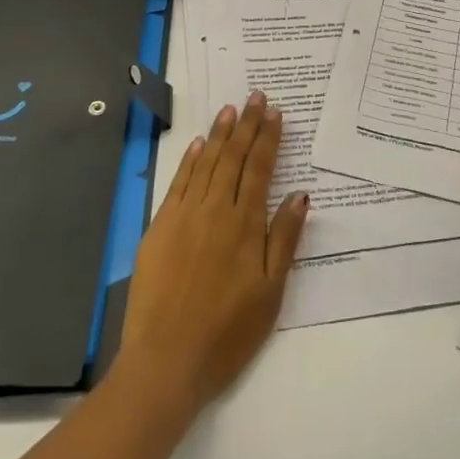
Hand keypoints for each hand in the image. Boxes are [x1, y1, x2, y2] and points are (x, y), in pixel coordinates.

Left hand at [114, 92, 308, 417]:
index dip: (268, 138)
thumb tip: (300, 194)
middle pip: (233, 157)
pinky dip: (190, 160)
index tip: (275, 112)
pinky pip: (179, 183)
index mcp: (245, 224)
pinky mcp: (159, 228)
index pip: (260, 168)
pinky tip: (199, 145)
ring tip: (230, 109)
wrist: (165, 362)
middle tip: (256, 97)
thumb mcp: (270, 292)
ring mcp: (184, 216)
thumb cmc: (227, 333)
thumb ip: (284, 239)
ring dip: (220, 134)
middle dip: (246, 125)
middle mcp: (215, 210)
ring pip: (206, 163)